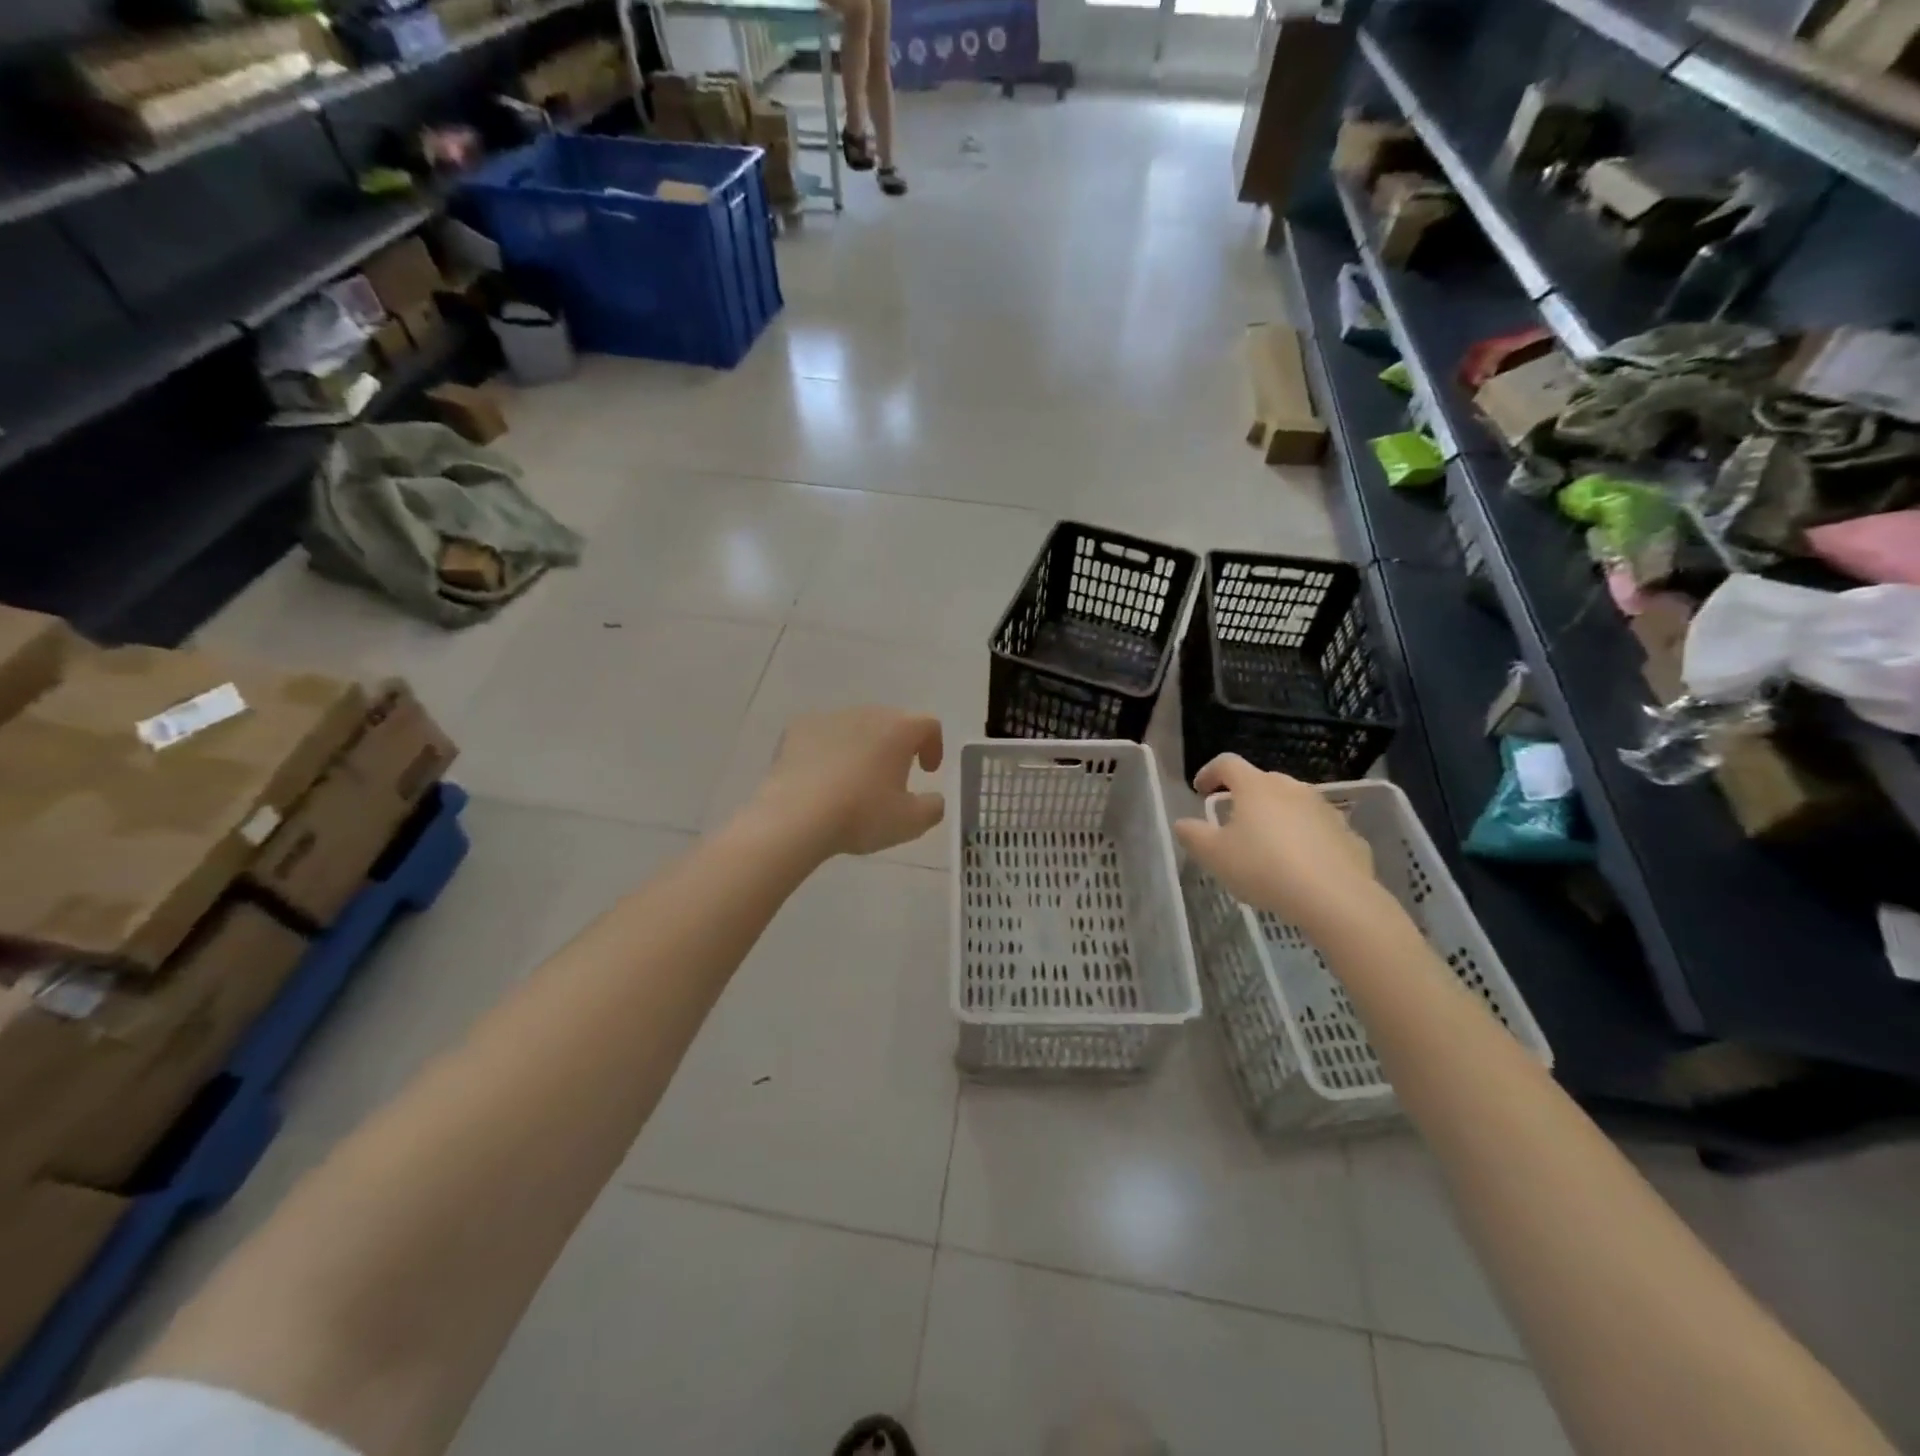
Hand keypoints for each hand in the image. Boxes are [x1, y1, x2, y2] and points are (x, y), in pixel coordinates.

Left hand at [747, 707, 944, 857]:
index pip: (928, 724)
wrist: (795, 817)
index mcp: (899, 729)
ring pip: (855, 727)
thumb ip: (933, 807)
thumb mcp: (910, 822)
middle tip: (893, 776)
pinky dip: (828, 750)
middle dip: (897, 745)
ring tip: (854, 780)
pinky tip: (822, 778)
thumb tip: (934, 799)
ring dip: (862, 747)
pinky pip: (823, 735)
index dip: (933, 746)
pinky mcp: (797, 728)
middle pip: (891, 722)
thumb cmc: (861, 815)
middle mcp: (867, 713)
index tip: (927, 771)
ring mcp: (829, 718)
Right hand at [1173, 754, 1385, 941]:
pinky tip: (1301, 866)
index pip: (1227, 764)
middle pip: (1262, 782)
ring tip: (1268, 846)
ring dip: (1277, 817)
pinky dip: (1305, 839)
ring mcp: (1324, 809)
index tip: (1199, 790)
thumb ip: (1192, 835)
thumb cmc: (1263, 868)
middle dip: (1244, 797)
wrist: (1334, 897)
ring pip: (1292, 804)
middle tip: (1233, 822)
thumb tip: (1183, 823)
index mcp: (1256, 787)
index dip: (1209, 772)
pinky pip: (1318, 829)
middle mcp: (1291, 788)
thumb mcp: (1214, 855)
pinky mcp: (1347, 833)